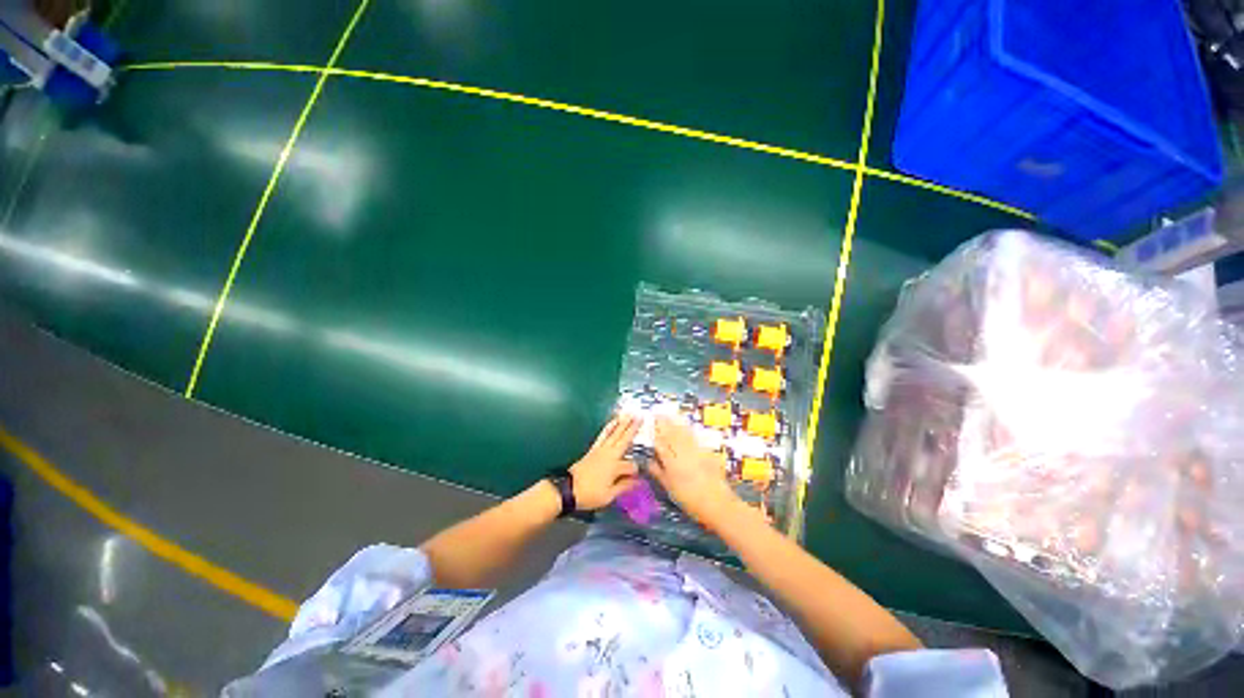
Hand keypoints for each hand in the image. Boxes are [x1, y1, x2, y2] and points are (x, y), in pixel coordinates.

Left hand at [568, 415, 641, 509]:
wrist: (568, 488)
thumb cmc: (590, 494)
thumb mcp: (609, 496)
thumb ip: (624, 486)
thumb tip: (638, 481)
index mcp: (615, 467)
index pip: (632, 466)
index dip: (636, 472)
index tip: (638, 479)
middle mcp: (610, 454)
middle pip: (624, 440)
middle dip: (633, 429)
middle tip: (641, 417)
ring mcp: (601, 449)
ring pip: (614, 434)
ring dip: (622, 424)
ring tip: (629, 414)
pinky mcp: (594, 448)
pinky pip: (603, 435)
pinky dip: (609, 427)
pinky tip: (613, 422)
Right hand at [651, 417, 740, 523]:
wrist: (717, 503)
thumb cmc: (690, 499)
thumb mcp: (670, 489)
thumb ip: (658, 473)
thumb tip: (648, 461)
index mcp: (671, 462)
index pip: (660, 443)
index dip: (655, 433)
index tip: (650, 423)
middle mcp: (682, 453)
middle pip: (671, 434)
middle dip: (664, 423)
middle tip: (658, 413)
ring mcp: (695, 451)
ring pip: (683, 433)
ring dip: (675, 423)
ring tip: (669, 415)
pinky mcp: (706, 452)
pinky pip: (694, 437)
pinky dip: (688, 429)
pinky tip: (686, 425)